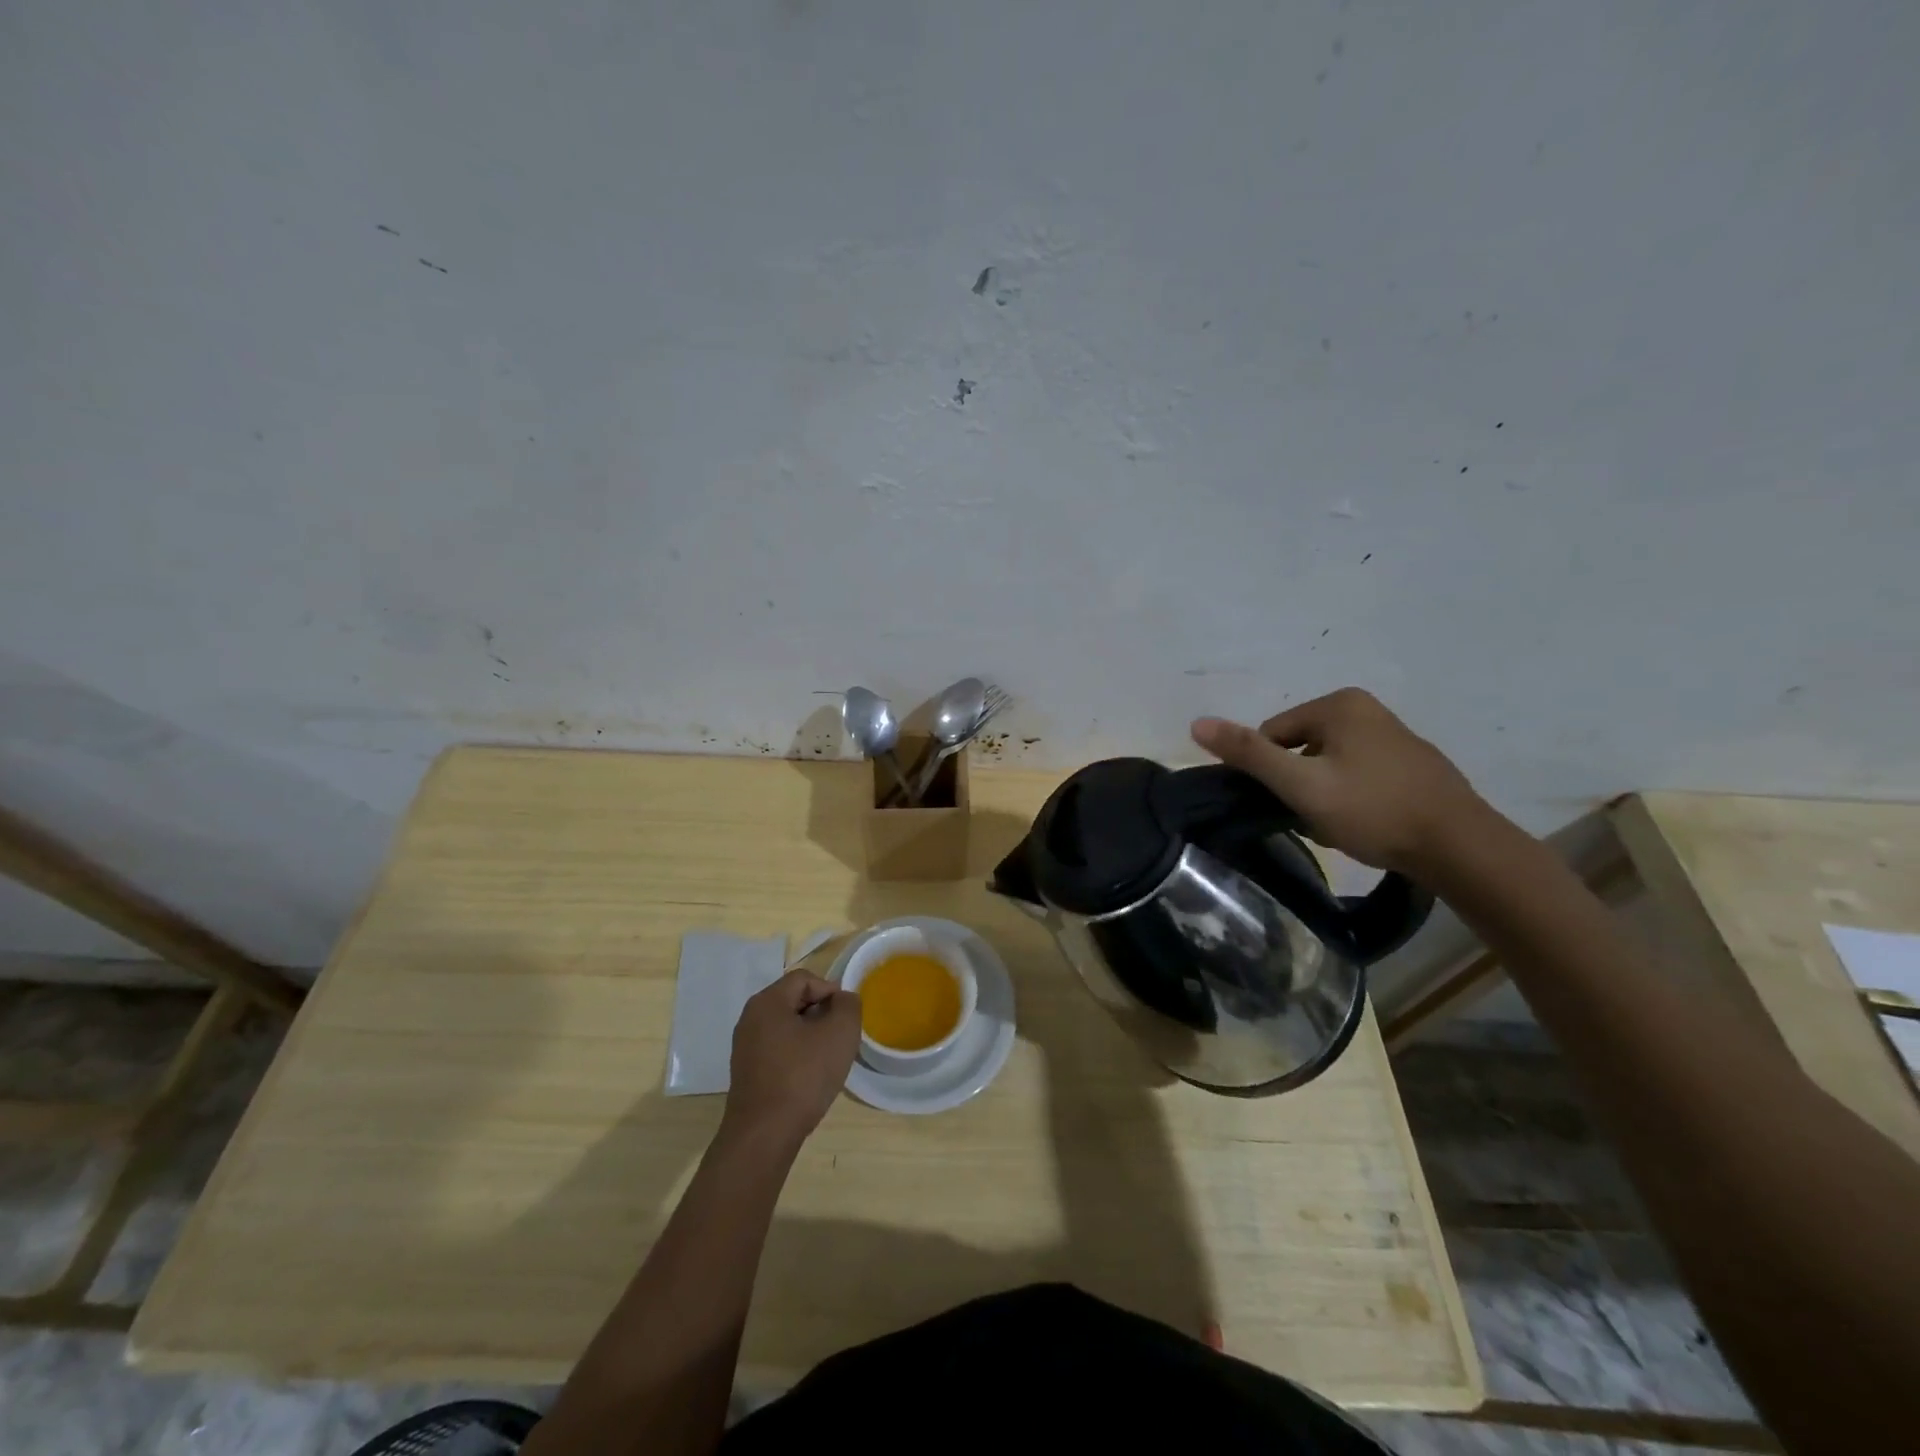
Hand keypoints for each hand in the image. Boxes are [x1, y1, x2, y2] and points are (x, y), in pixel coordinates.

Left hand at [723, 971, 860, 1150]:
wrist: (764, 1135)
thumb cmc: (803, 1076)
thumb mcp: (840, 1032)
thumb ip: (848, 1005)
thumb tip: (842, 1000)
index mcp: (767, 1001)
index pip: (805, 979)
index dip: (831, 991)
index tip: (846, 1018)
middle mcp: (750, 1018)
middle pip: (794, 1000)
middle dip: (821, 1014)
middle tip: (839, 1037)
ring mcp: (745, 1046)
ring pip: (787, 1026)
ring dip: (810, 1036)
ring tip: (827, 1059)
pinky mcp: (746, 1072)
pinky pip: (777, 1049)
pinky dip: (796, 1055)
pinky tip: (809, 1077)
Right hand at [1191, 687, 1491, 876]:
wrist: (1460, 847)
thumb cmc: (1373, 810)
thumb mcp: (1301, 785)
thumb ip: (1249, 754)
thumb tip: (1196, 723)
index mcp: (1339, 704)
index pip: (1273, 733)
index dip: (1272, 773)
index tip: (1291, 803)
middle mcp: (1366, 708)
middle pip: (1300, 746)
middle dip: (1299, 782)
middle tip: (1314, 818)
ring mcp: (1394, 734)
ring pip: (1329, 763)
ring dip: (1323, 792)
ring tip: (1340, 825)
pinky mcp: (1412, 762)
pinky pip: (1359, 773)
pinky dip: (1352, 796)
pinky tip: (1364, 823)